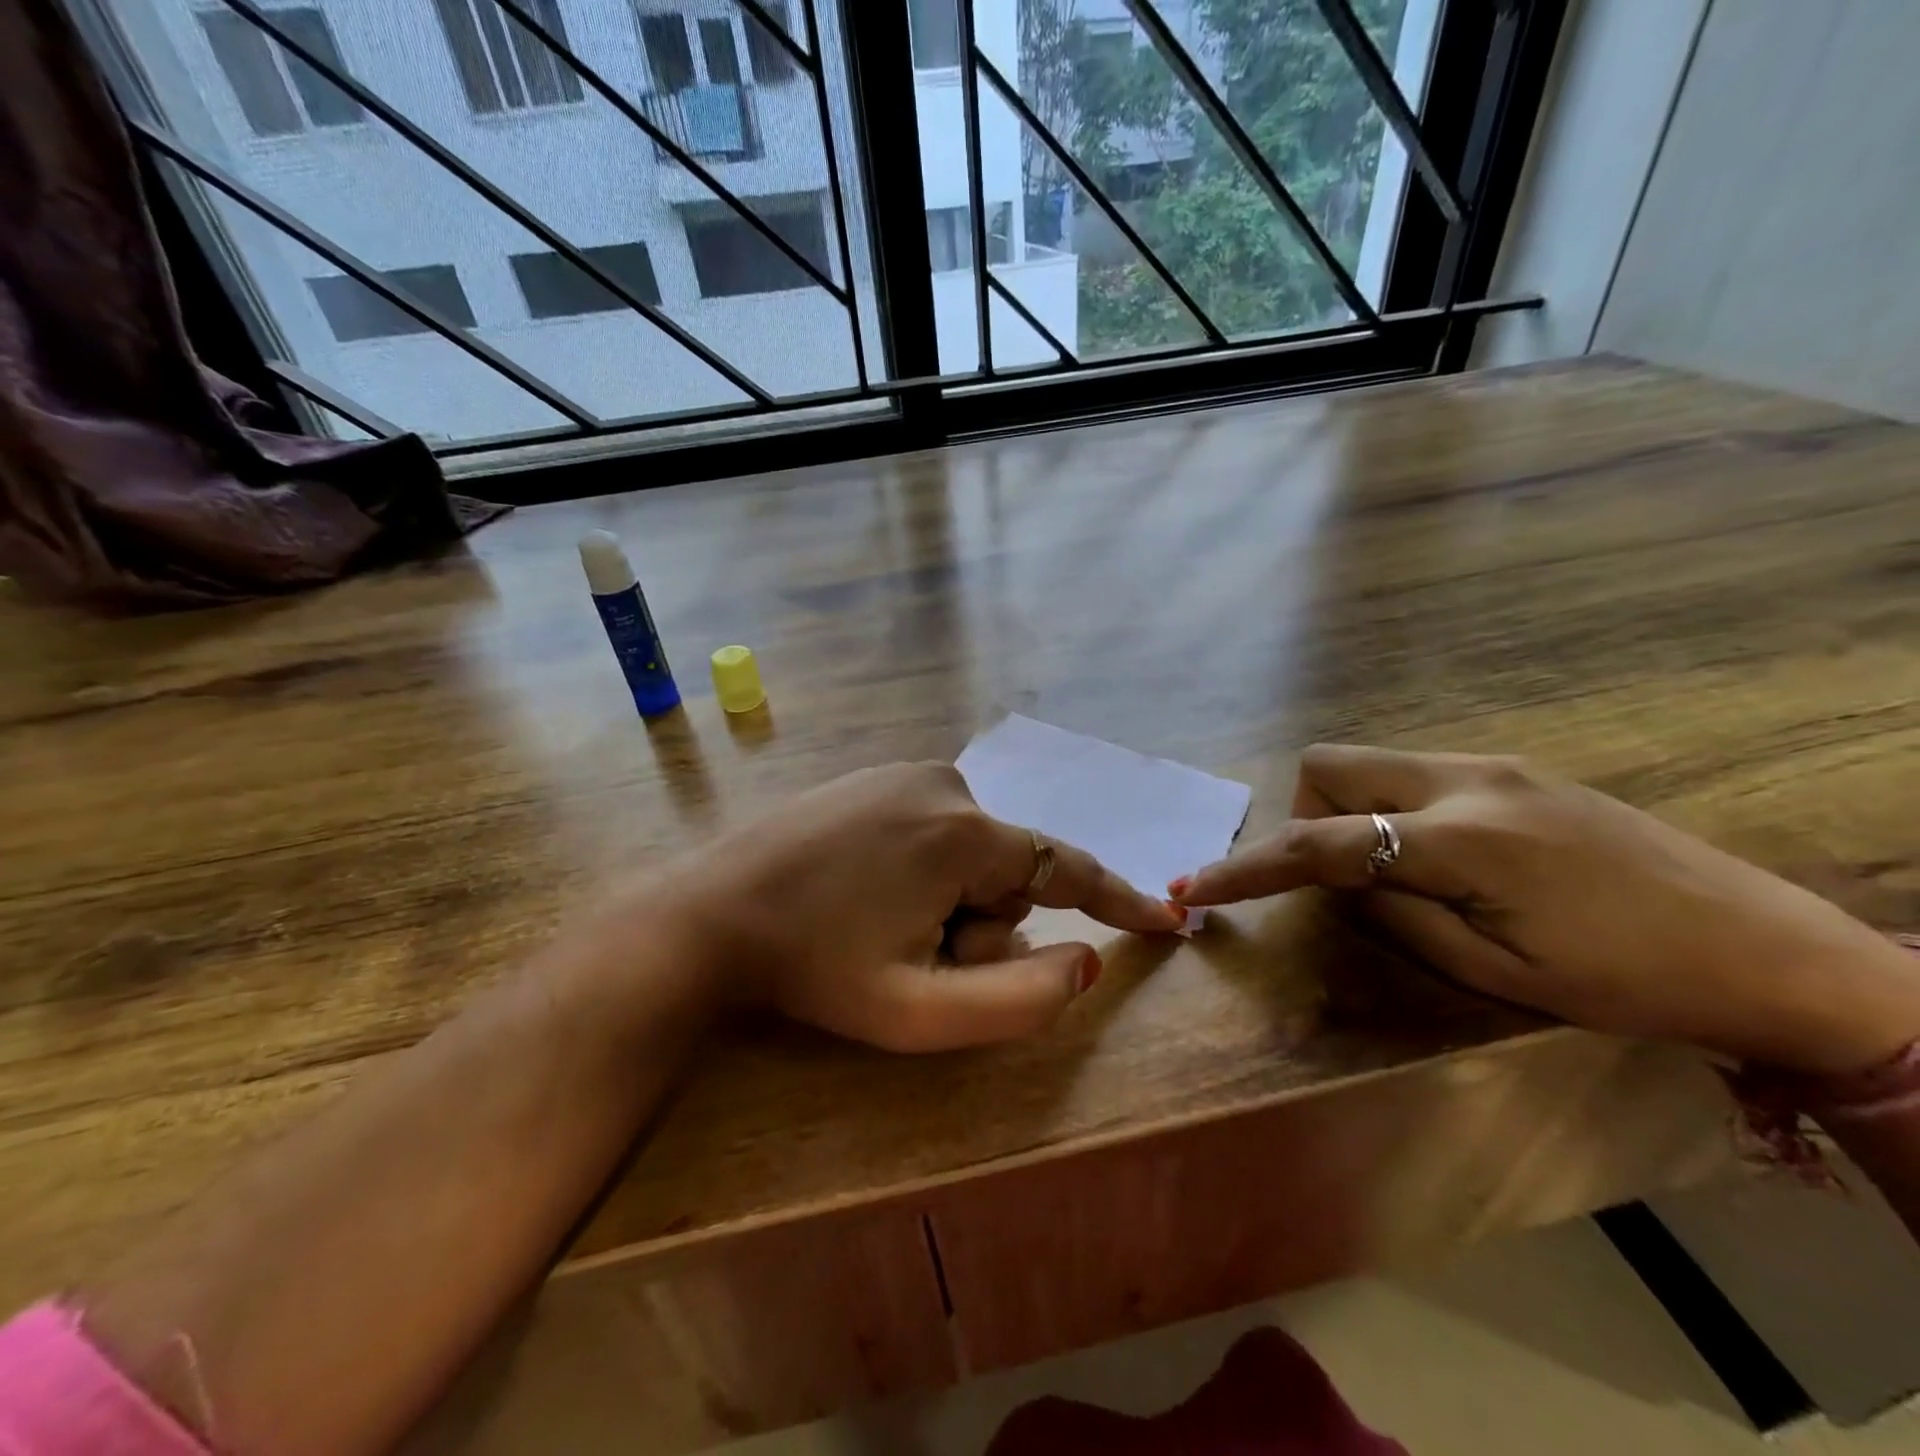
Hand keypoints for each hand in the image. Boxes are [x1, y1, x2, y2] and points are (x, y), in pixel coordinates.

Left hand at [644, 762, 1182, 1052]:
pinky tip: (862, 891)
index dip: (1119, 899)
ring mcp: (904, 774)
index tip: (1167, 918)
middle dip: (980, 924)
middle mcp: (945, 784)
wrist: (710, 915)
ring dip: (947, 901)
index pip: (1066, 869)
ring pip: (970, 854)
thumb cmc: (815, 970)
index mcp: (964, 834)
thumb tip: (1084, 959)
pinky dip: (922, 871)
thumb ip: (1019, 1000)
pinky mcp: (874, 777)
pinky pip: (934, 830)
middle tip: (911, 955)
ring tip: (878, 923)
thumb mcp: (919, 1012)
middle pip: (1007, 872)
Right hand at [1169, 745, 1919, 1073]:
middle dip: (1307, 816)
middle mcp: (1467, 780)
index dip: (1248, 868)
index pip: (1321, 845)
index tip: (1193, 890)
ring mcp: (1494, 765)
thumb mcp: (1497, 972)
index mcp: (1464, 840)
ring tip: (1394, 873)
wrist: (1773, 950)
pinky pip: (1413, 772)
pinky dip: (1391, 808)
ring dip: (1349, 811)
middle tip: (1342, 880)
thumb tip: (1340, 882)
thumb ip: (1396, 914)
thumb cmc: (1631, 981)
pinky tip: (1440, 857)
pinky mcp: (1515, 770)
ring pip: (1369, 763)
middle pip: (1330, 765)